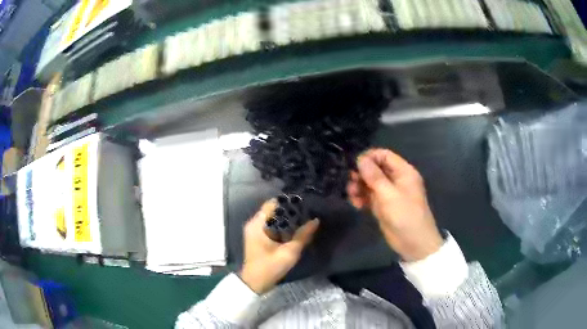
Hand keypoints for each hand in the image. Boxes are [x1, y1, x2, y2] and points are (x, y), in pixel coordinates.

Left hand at [239, 199, 319, 293]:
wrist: (255, 283)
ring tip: (304, 218)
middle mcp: (254, 223)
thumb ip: (303, 236)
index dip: (288, 202)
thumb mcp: (289, 252)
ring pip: (273, 219)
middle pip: (273, 210)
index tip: (304, 203)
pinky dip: (282, 226)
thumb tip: (315, 220)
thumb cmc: (269, 267)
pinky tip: (295, 229)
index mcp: (257, 223)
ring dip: (287, 219)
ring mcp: (255, 231)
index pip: (273, 203)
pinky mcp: (258, 238)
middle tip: (307, 211)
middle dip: (290, 211)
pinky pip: (272, 226)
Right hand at [347, 149, 442, 261]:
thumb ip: (374, 176)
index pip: (384, 155)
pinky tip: (356, 205)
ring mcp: (389, 193)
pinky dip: (362, 198)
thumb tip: (360, 159)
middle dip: (362, 174)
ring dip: (359, 187)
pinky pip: (369, 196)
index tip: (354, 165)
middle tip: (351, 182)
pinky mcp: (383, 206)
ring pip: (370, 183)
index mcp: (403, 172)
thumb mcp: (389, 195)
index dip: (369, 157)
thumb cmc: (405, 216)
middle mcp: (396, 179)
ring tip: (352, 195)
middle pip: (375, 169)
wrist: (414, 243)